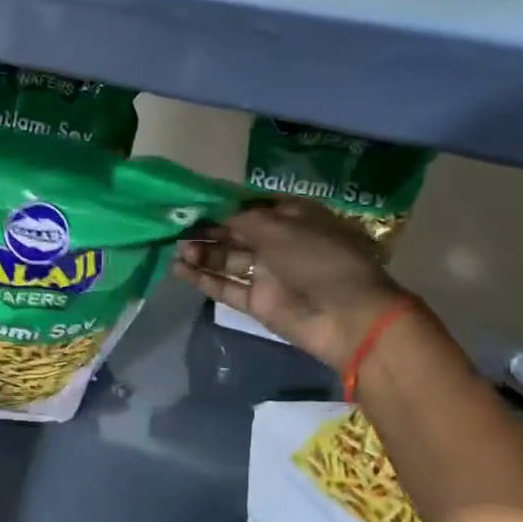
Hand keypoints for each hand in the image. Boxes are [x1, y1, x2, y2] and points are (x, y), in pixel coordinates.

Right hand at [174, 200, 407, 367]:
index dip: (227, 208)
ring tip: (177, 250)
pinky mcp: (258, 303)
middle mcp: (281, 245)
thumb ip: (245, 221)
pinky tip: (179, 270)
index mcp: (296, 219)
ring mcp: (269, 275)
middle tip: (179, 231)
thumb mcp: (281, 228)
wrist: (345, 316)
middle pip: (238, 235)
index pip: (255, 209)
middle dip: (210, 232)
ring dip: (203, 254)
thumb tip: (221, 218)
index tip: (196, 206)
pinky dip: (204, 279)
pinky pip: (226, 287)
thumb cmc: (318, 259)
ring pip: (229, 261)